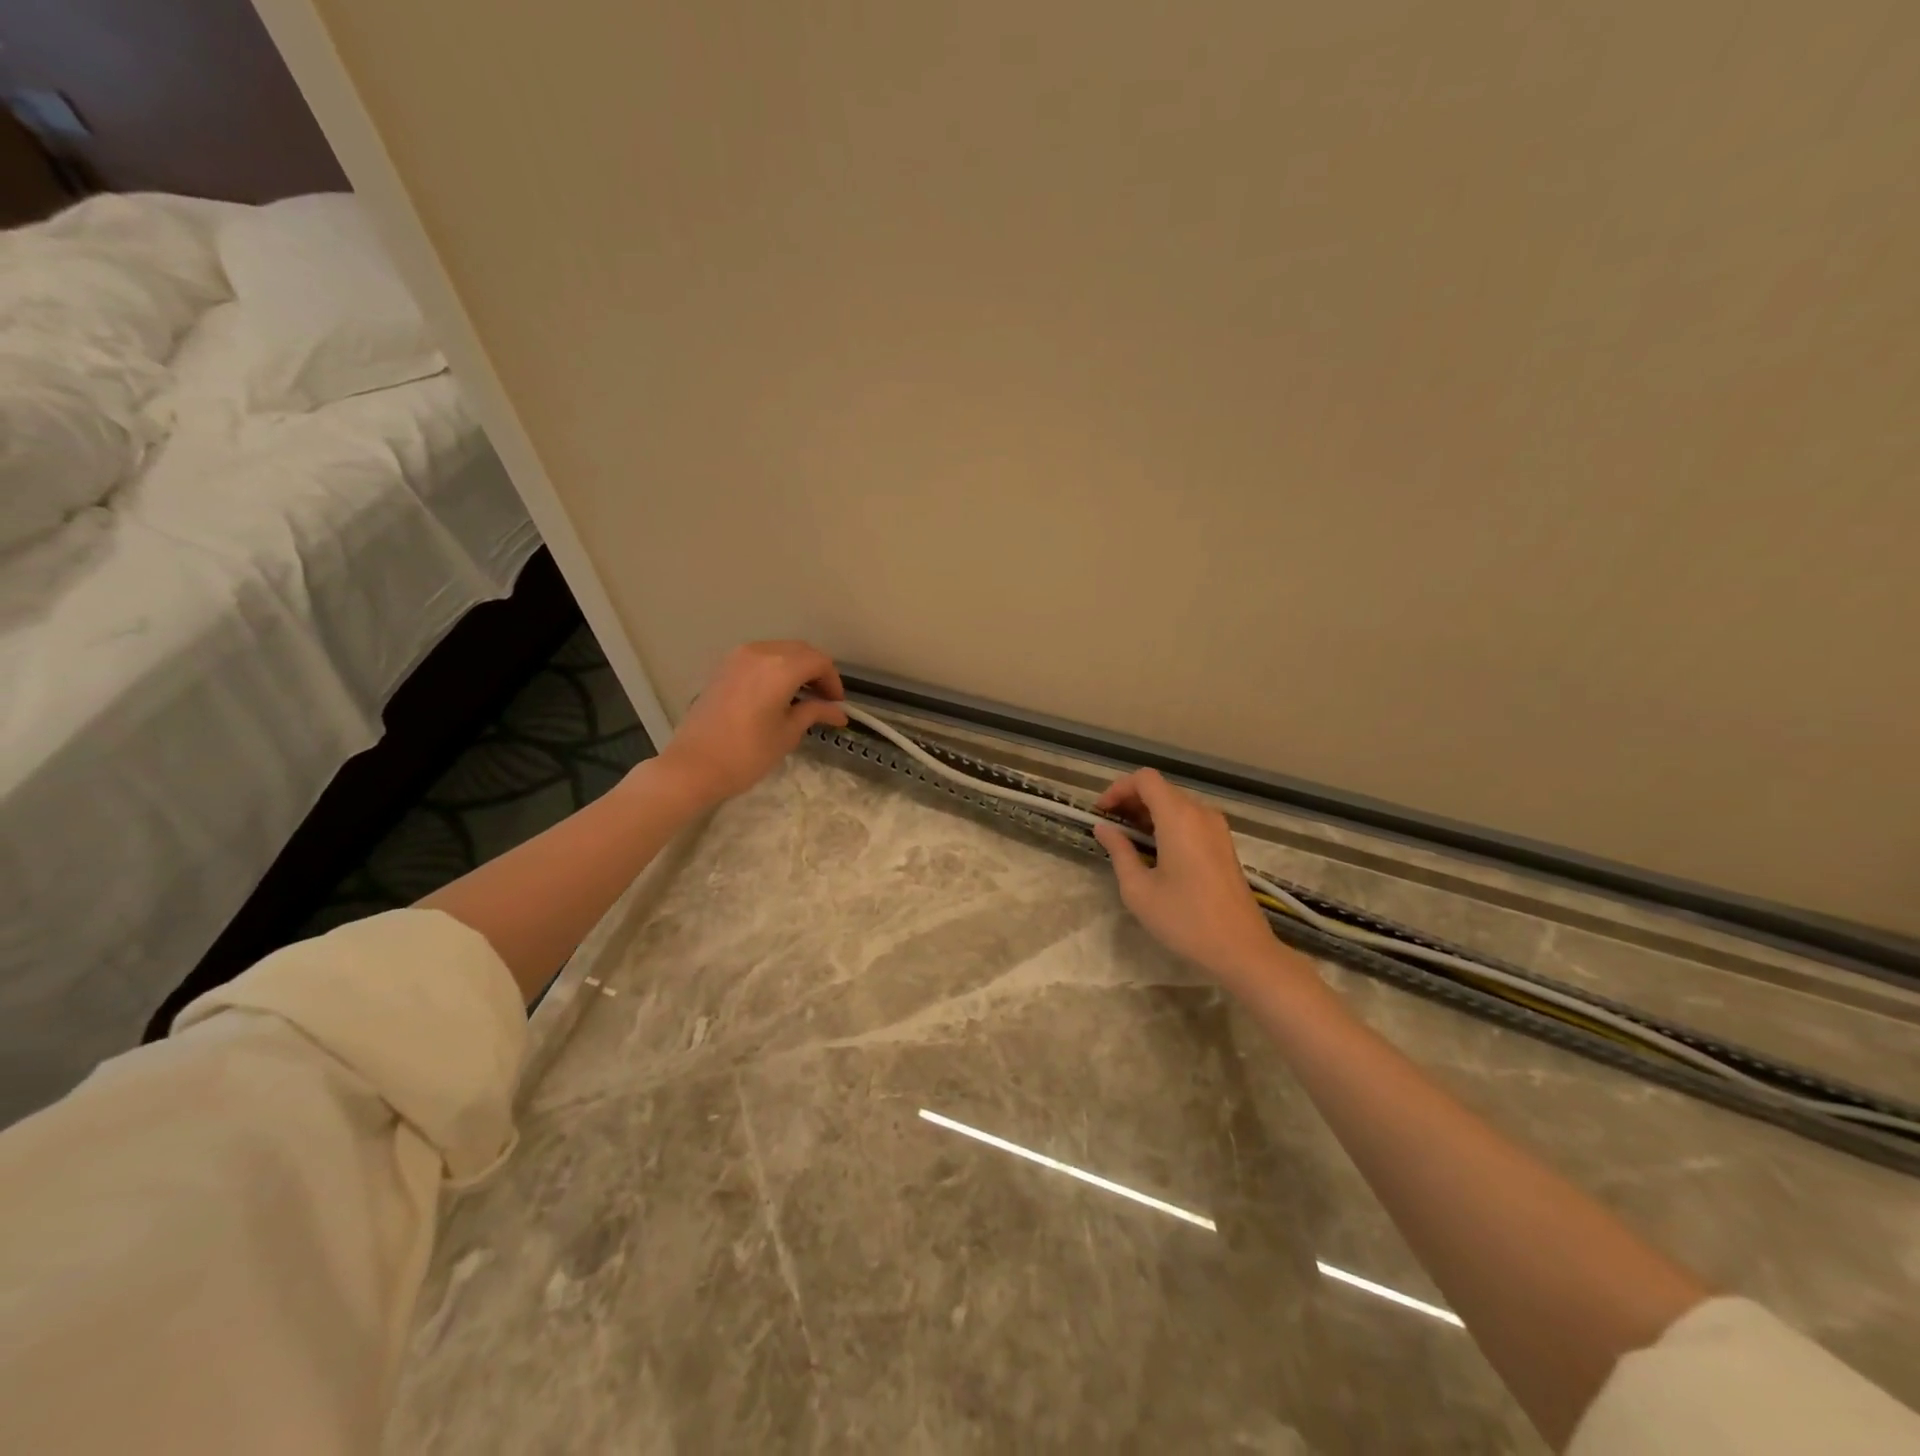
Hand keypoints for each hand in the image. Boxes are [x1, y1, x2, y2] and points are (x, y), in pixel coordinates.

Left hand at [657, 640, 847, 803]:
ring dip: (795, 667)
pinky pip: (759, 658)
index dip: (833, 681)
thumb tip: (838, 712)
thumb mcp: (787, 734)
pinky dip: (775, 668)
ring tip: (802, 697)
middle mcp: (760, 652)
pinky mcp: (723, 668)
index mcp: (780, 667)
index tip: (837, 704)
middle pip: (800, 651)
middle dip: (816, 671)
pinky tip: (777, 693)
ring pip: (778, 651)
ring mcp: (737, 657)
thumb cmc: (748, 753)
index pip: (819, 662)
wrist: (694, 766)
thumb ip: (814, 713)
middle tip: (824, 699)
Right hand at [1091, 769, 1286, 984]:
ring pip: (1176, 804)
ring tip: (1127, 839)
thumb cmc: (1185, 919)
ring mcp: (1217, 828)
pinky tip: (1154, 850)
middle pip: (1161, 789)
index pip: (1145, 779)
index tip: (1101, 812)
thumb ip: (1119, 851)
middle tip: (1109, 826)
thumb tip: (1104, 828)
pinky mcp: (1224, 844)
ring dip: (1148, 813)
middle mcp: (1200, 813)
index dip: (1118, 788)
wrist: (1241, 949)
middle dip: (1130, 800)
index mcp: (1179, 817)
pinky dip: (1167, 824)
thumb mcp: (1139, 889)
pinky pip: (1190, 819)